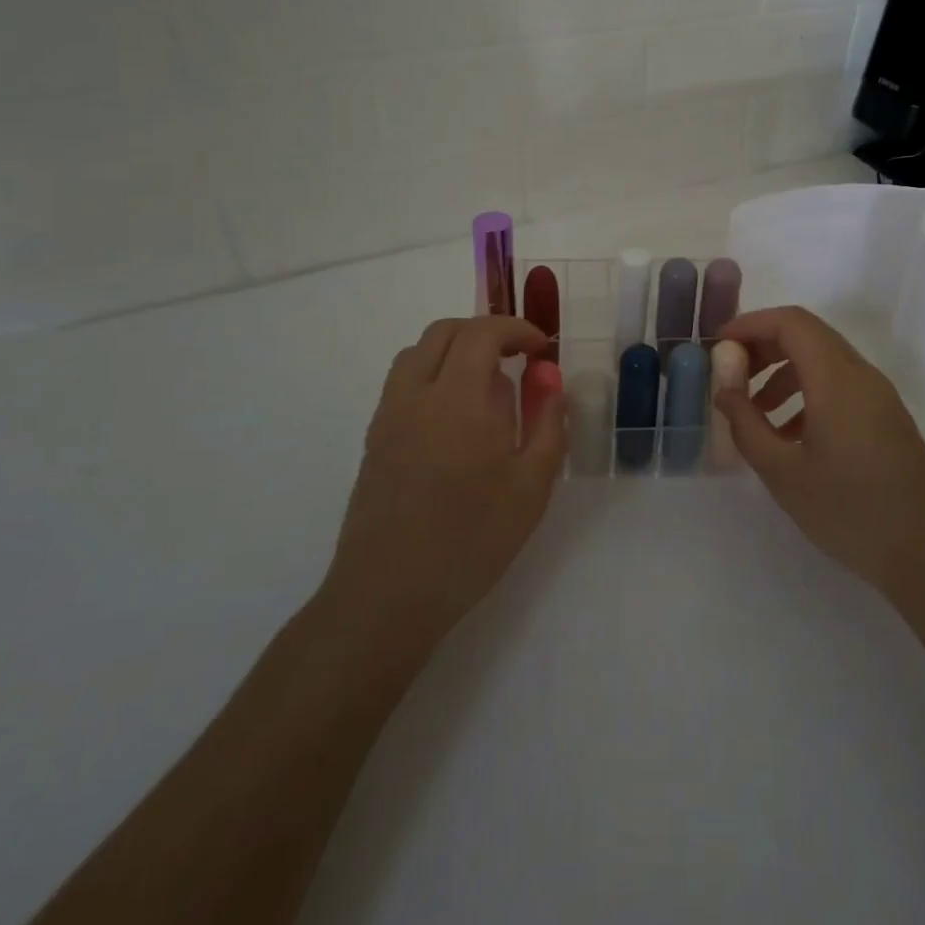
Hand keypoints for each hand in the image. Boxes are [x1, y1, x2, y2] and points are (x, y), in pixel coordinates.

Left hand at [316, 317, 566, 667]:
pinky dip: (433, 374)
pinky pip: (403, 382)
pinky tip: (455, 418)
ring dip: (455, 350)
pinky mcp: (374, 439)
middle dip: (486, 332)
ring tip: (486, 384)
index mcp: (457, 400)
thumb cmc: (471, 541)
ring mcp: (388, 416)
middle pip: (445, 332)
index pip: (481, 332)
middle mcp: (415, 395)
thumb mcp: (531, 487)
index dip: (515, 328)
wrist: (387, 596)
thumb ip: (547, 423)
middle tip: (517, 358)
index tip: (540, 347)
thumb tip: (550, 378)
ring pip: (418, 353)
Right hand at [716, 306, 924, 597]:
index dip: (751, 323)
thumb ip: (747, 426)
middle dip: (763, 346)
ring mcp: (878, 396)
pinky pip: (839, 386)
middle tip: (730, 374)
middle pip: (807, 335)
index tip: (718, 344)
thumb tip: (724, 392)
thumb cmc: (850, 512)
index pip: (791, 323)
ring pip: (823, 361)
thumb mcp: (784, 473)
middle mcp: (861, 375)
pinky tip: (788, 435)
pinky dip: (806, 393)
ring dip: (783, 373)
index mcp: (837, 379)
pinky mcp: (885, 417)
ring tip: (753, 410)